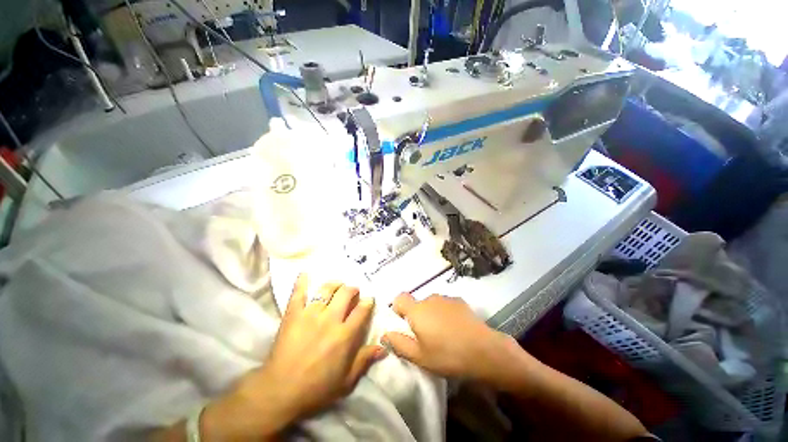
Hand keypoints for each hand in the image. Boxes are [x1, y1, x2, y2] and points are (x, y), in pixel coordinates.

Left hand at [200, 275, 385, 438]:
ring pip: (326, 289)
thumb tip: (383, 346)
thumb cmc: (316, 388)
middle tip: (353, 291)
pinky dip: (301, 282)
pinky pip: (298, 293)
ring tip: (337, 284)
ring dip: (335, 284)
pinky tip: (305, 273)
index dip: (367, 302)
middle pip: (346, 294)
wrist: (279, 391)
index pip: (361, 311)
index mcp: (344, 335)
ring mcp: (310, 314)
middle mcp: (330, 319)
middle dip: (352, 289)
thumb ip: (364, 360)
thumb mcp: (346, 381)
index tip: (368, 299)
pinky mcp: (293, 314)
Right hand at [382, 293, 515, 382]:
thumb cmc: (447, 355)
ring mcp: (446, 298)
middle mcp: (430, 298)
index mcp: (417, 310)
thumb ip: (399, 343)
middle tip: (425, 337)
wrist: (484, 351)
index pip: (399, 298)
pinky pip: (445, 305)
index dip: (397, 309)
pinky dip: (445, 314)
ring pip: (432, 304)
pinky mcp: (460, 301)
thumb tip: (385, 333)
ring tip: (443, 335)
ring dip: (432, 315)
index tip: (403, 324)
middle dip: (417, 317)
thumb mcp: (419, 356)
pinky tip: (456, 329)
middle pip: (417, 304)